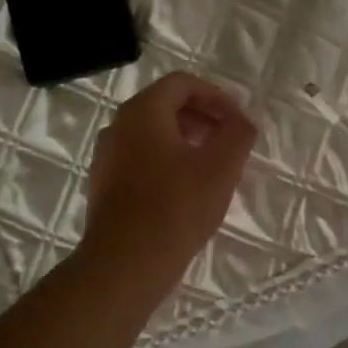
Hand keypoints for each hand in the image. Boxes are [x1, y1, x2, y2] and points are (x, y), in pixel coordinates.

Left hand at [81, 72, 255, 289]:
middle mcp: (118, 126)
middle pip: (165, 106)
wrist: (125, 264)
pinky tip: (187, 192)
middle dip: (202, 118)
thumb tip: (242, 122)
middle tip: (228, 141)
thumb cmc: (175, 207)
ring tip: (212, 167)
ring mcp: (107, 157)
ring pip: (152, 135)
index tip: (238, 121)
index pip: (182, 84)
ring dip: (186, 141)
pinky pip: (140, 160)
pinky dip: (167, 163)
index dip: (217, 96)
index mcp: (142, 111)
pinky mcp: (105, 186)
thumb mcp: (221, 167)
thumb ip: (238, 134)